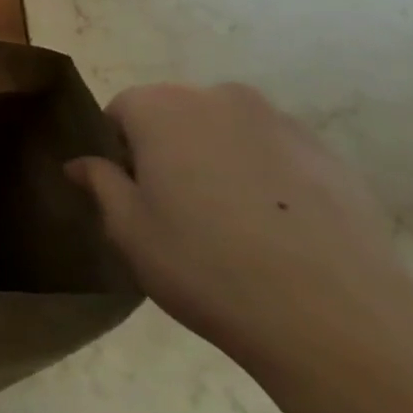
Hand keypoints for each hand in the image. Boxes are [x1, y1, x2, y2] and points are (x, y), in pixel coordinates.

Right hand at [66, 82, 412, 384]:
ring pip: (227, 133)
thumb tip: (79, 163)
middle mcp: (220, 97)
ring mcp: (281, 122)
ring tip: (229, 225)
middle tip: (174, 211)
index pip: (121, 110)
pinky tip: (274, 233)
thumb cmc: (204, 265)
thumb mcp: (129, 230)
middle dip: (167, 151)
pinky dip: (264, 179)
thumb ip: (101, 184)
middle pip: (176, 115)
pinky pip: (275, 156)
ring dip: (217, 162)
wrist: (332, 315)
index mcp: (162, 108)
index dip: (118, 151)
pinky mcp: (329, 154)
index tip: (130, 195)